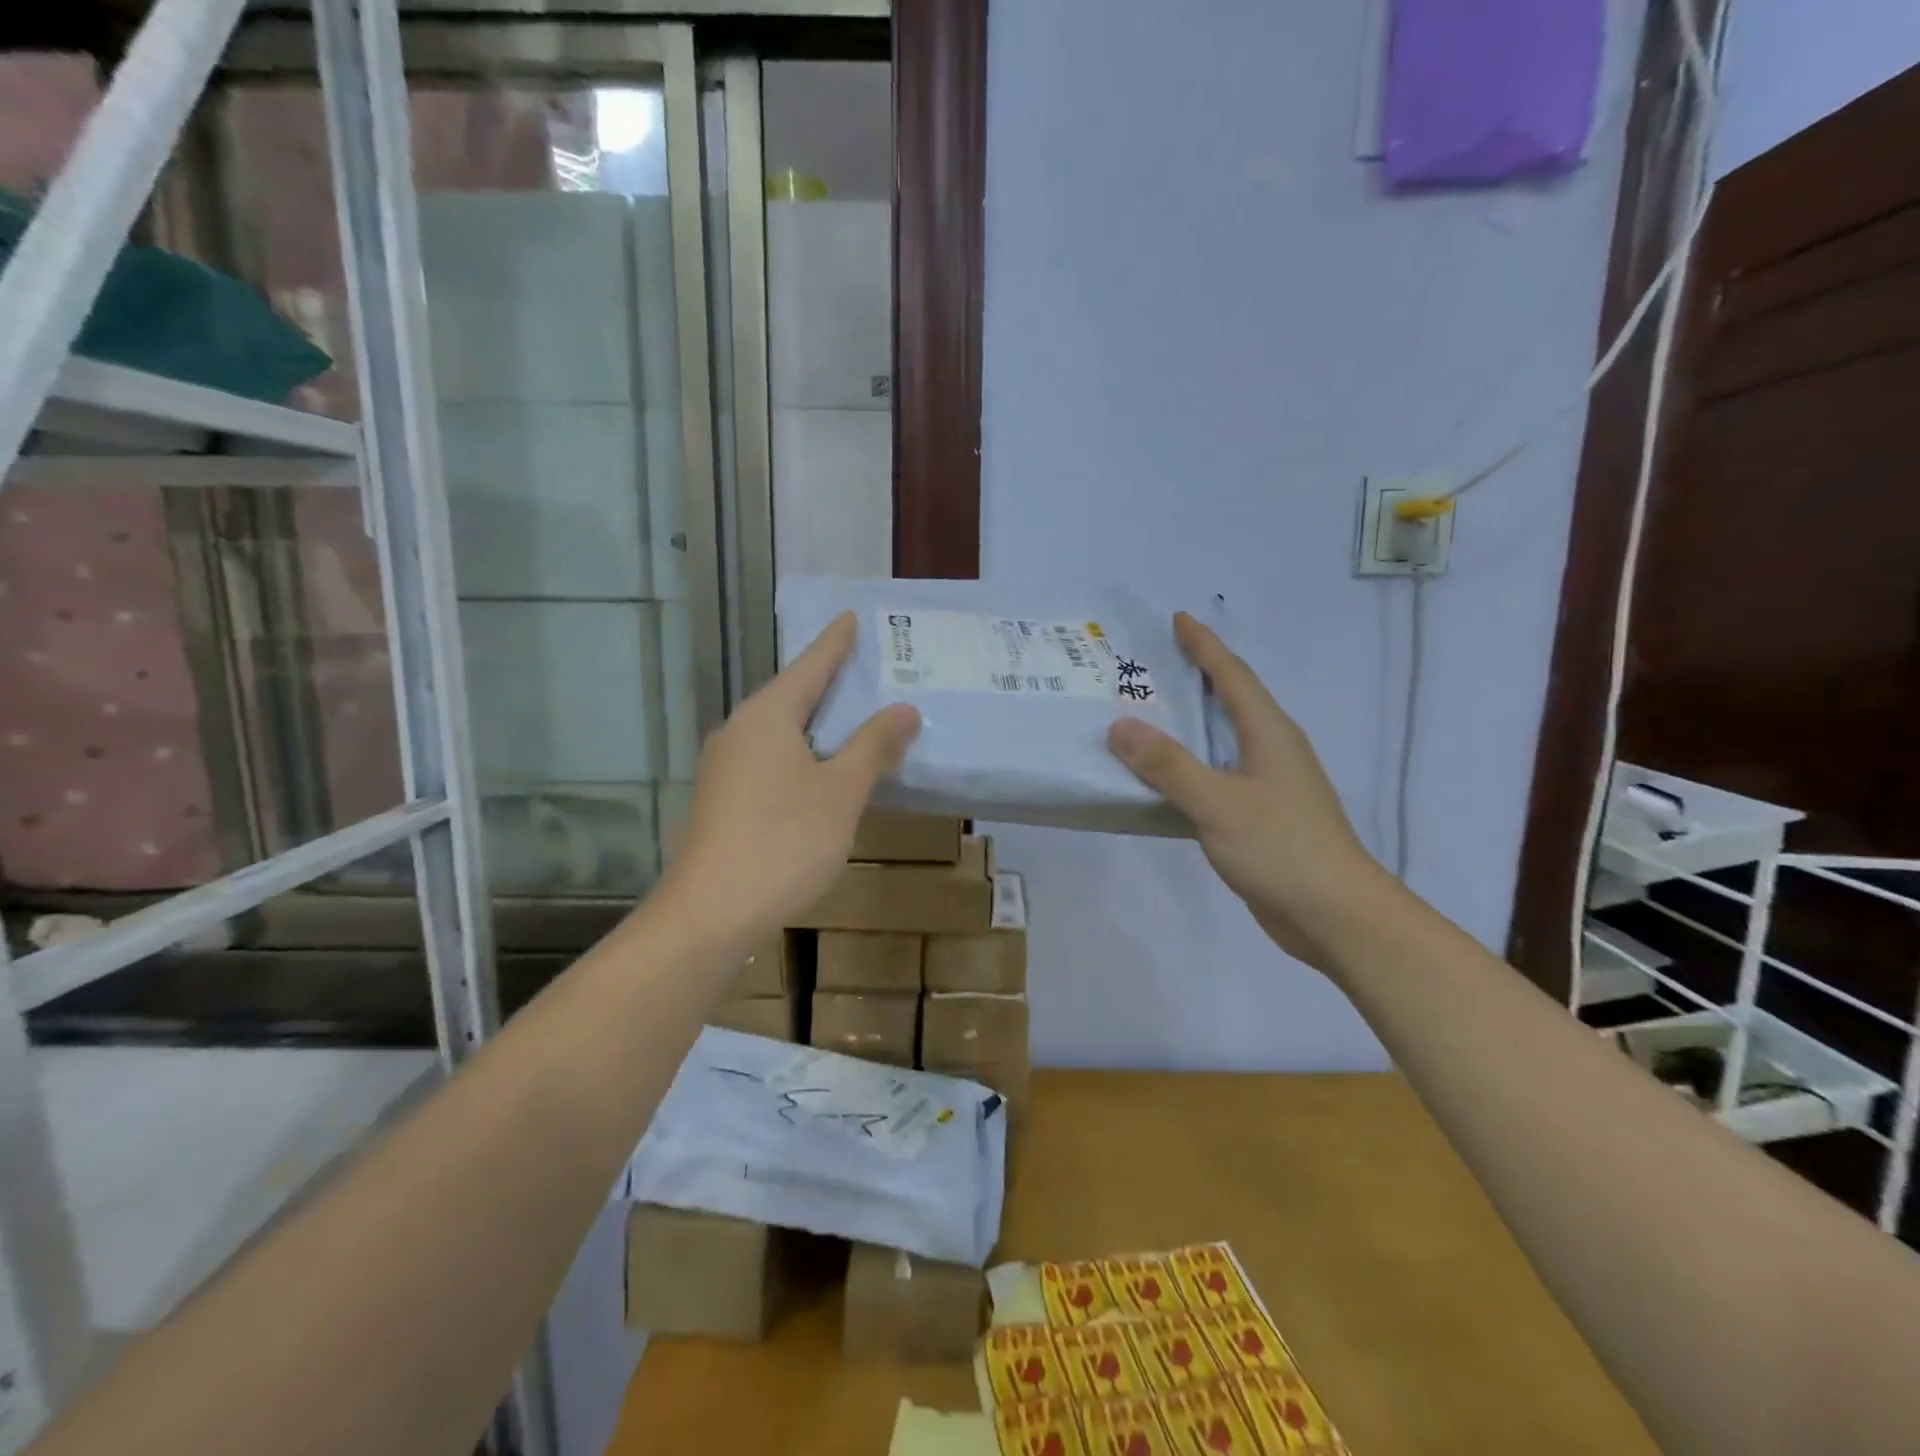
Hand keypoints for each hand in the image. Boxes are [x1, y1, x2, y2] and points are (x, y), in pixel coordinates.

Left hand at [660, 612, 919, 953]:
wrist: (709, 915)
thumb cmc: (783, 842)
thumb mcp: (841, 793)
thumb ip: (873, 747)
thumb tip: (904, 709)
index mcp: (767, 717)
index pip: (809, 667)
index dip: (834, 643)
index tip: (849, 617)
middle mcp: (739, 732)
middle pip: (791, 696)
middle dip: (828, 682)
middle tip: (864, 667)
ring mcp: (724, 768)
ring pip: (779, 732)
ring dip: (816, 724)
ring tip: (852, 718)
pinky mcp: (721, 800)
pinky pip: (769, 760)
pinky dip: (801, 755)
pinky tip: (820, 773)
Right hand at [1106, 613, 1394, 968]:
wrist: (1335, 915)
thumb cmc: (1281, 848)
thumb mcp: (1217, 802)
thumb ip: (1168, 765)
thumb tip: (1119, 725)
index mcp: (1270, 734)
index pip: (1233, 676)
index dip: (1205, 646)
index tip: (1177, 619)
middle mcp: (1272, 750)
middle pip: (1231, 701)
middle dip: (1197, 677)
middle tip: (1154, 663)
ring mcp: (1270, 785)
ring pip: (1224, 741)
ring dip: (1190, 724)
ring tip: (1150, 713)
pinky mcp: (1261, 816)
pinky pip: (1218, 775)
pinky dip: (1190, 765)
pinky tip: (1165, 777)